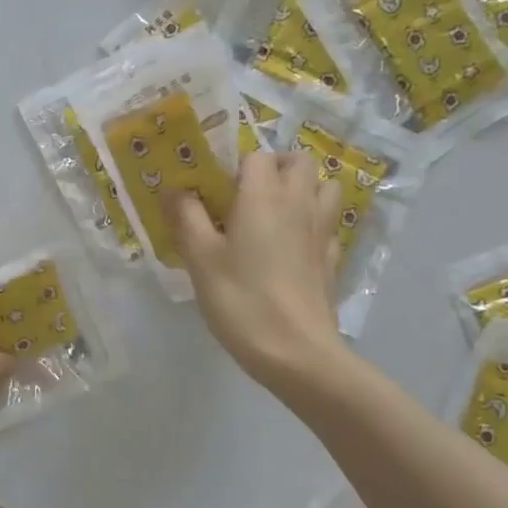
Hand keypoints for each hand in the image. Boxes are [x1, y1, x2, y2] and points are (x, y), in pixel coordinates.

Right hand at [169, 152, 347, 389]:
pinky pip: (329, 223)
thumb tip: (175, 189)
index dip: (235, 164)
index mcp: (263, 196)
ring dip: (304, 187)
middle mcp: (299, 202)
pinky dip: (314, 222)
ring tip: (276, 210)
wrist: (297, 352)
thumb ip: (187, 217)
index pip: (256, 155)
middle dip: (275, 165)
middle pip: (298, 161)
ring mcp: (322, 230)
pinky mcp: (333, 258)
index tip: (216, 188)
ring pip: (325, 186)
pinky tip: (295, 244)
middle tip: (247, 191)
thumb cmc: (241, 299)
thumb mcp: (200, 259)